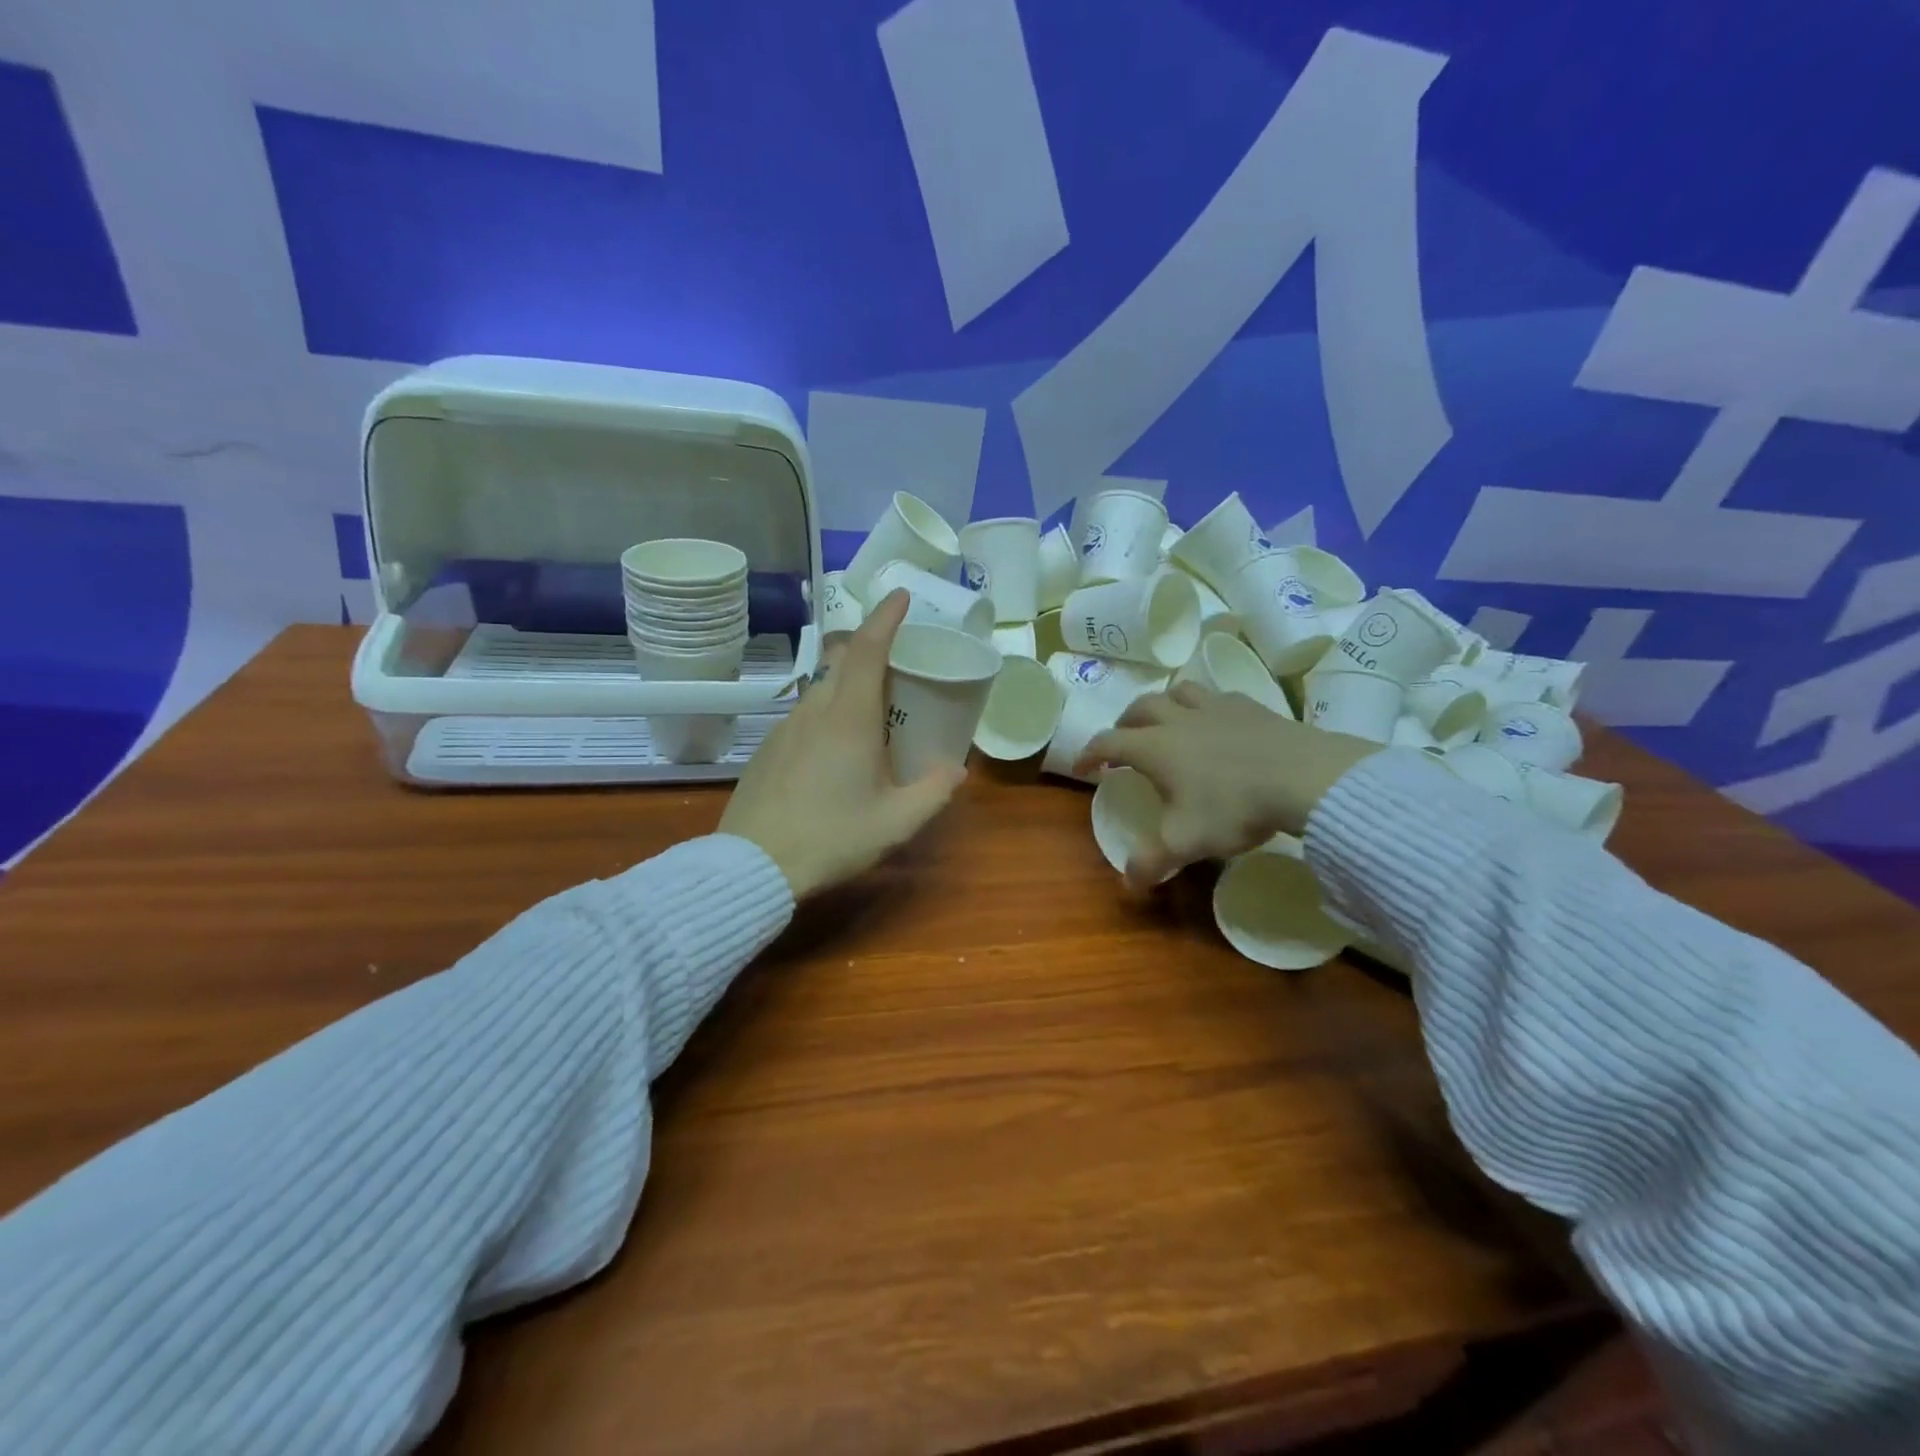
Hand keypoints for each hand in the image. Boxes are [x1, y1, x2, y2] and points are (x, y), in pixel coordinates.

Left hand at [719, 590, 965, 899]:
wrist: (753, 865)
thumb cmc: (831, 838)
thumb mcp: (896, 823)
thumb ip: (933, 791)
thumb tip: (956, 770)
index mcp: (849, 718)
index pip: (868, 648)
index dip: (886, 617)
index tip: (902, 596)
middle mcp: (815, 711)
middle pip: (841, 659)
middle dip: (870, 646)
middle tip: (899, 662)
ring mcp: (785, 728)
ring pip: (821, 686)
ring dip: (849, 681)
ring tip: (874, 709)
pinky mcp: (768, 748)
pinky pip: (805, 713)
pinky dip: (828, 709)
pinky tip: (837, 747)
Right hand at [1073, 682, 1379, 888]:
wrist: (1304, 777)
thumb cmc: (1233, 807)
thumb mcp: (1186, 842)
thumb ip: (1152, 862)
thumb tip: (1128, 883)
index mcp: (1155, 747)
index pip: (1108, 742)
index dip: (1089, 753)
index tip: (1081, 768)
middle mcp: (1179, 720)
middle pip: (1140, 707)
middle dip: (1124, 723)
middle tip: (1123, 741)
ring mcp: (1217, 708)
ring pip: (1178, 692)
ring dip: (1164, 704)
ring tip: (1166, 721)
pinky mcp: (1251, 706)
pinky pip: (1218, 696)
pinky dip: (1205, 706)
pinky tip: (1216, 722)